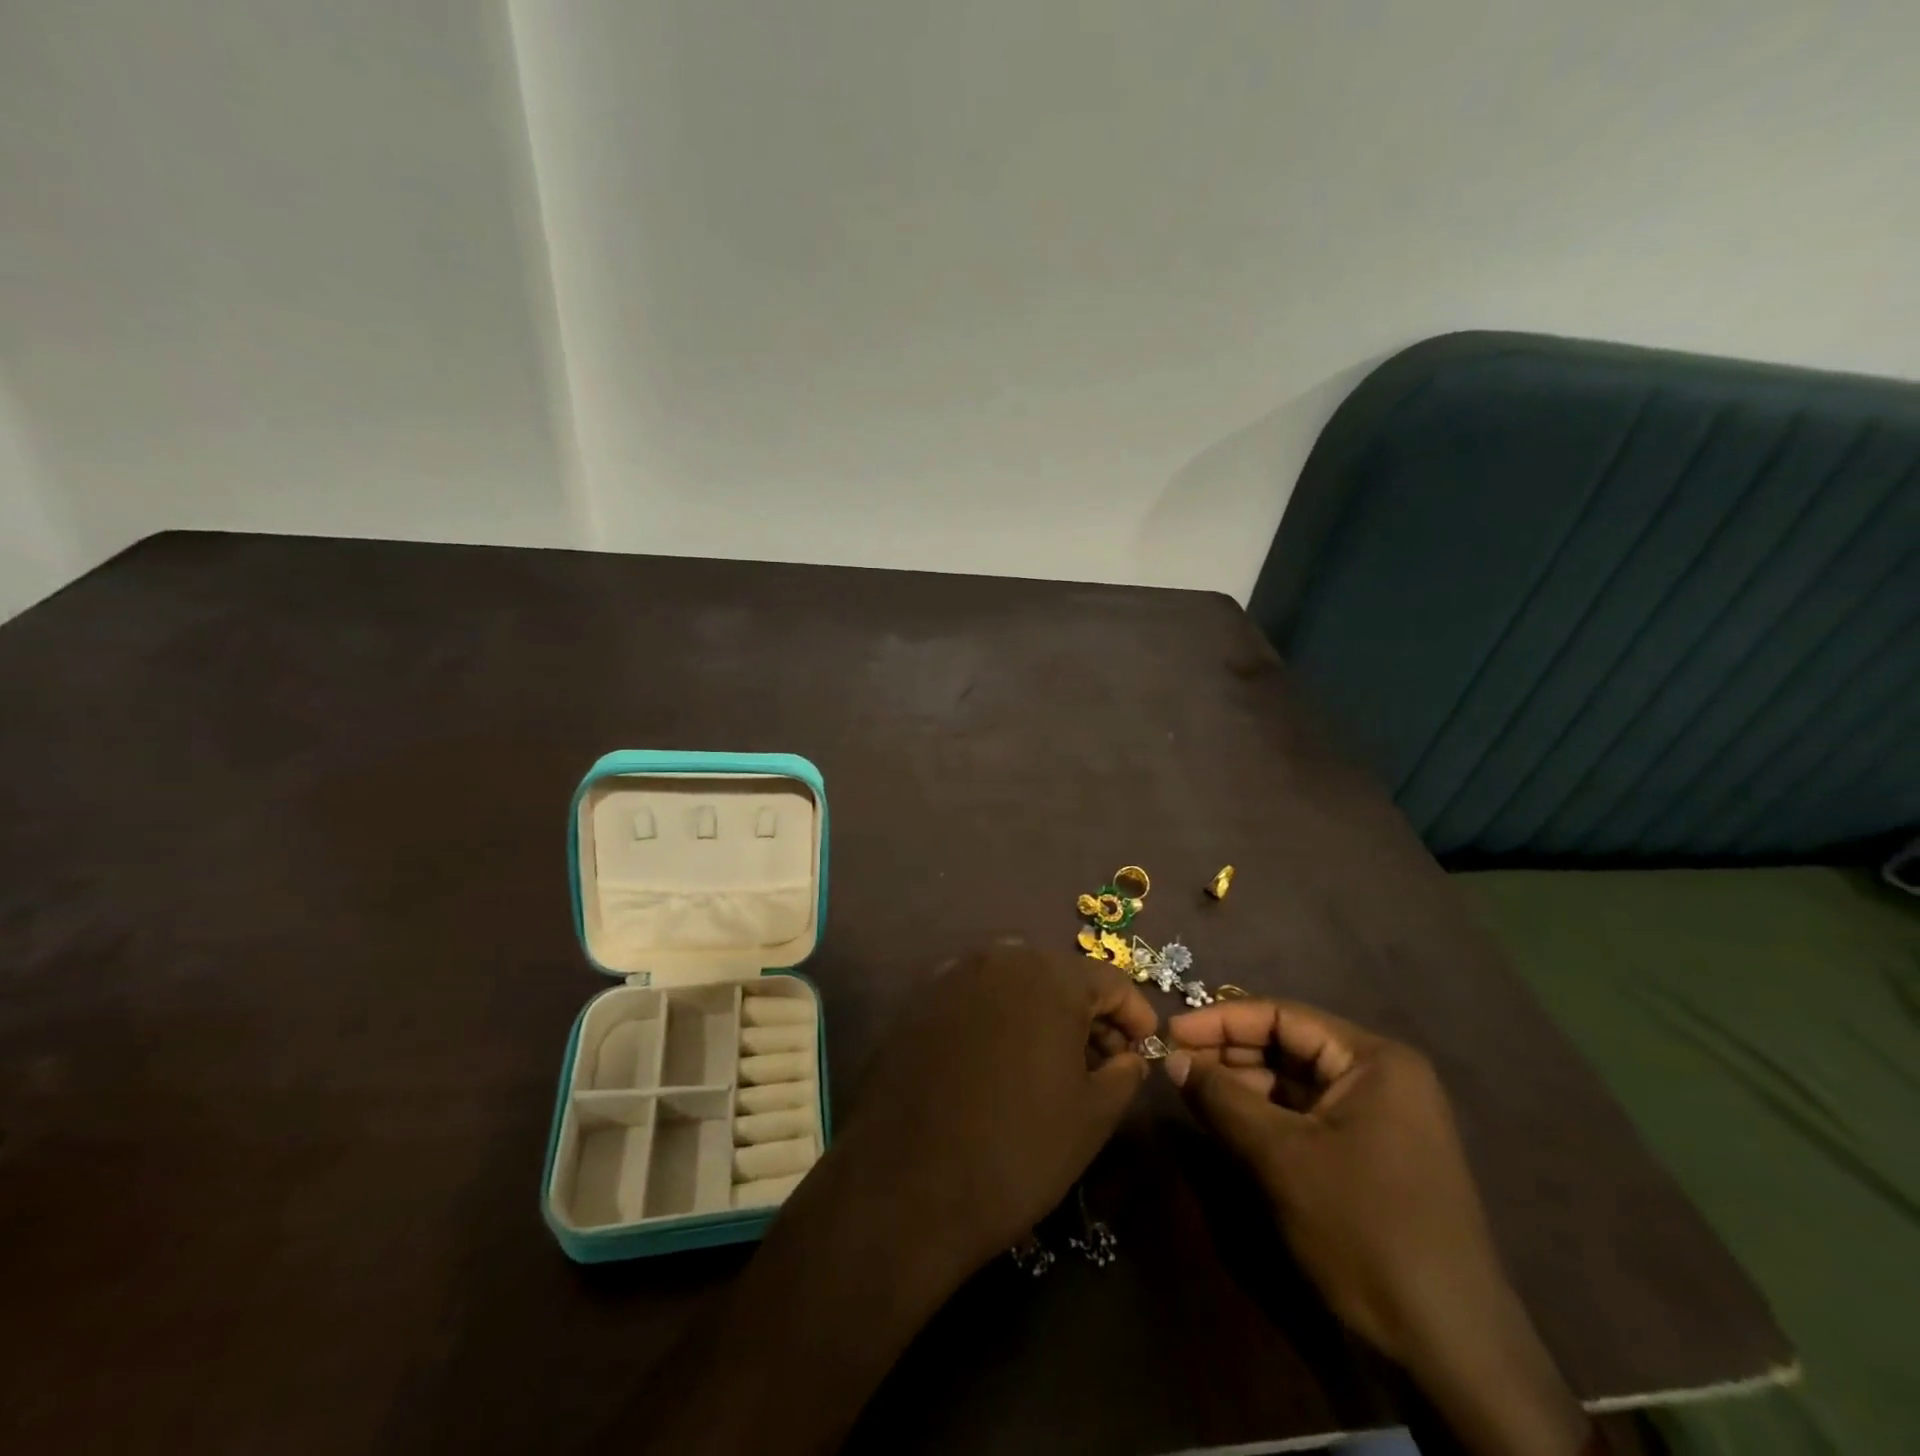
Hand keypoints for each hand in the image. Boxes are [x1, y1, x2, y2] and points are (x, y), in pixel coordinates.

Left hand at [830, 940, 1157, 1277]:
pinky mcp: (919, 1001)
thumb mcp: (1092, 1117)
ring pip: (1016, 985)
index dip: (1135, 1014)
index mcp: (1048, 975)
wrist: (905, 1185)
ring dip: (1043, 1016)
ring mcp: (952, 975)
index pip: (1109, 980)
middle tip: (1103, 1063)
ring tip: (1055, 1067)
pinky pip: (977, 999)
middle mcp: (999, 958)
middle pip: (1060, 977)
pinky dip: (1001, 1021)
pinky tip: (1002, 1065)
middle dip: (1088, 1015)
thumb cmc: (1016, 1149)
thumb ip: (1124, 1073)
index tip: (1146, 1050)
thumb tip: (1129, 1055)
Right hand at [1166, 999, 1592, 1455]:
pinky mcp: (1371, 1153)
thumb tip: (1171, 1057)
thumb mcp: (1280, 1157)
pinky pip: (1308, 1115)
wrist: (1451, 1348)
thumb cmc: (1364, 1229)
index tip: (1169, 1033)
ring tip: (1191, 1091)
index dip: (1220, 1020)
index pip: (1282, 1016)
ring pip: (1295, 1082)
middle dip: (1230, 1053)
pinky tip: (1228, 1122)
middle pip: (1289, 1045)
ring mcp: (1380, 1117)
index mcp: (1373, 1060)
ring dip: (1244, 1085)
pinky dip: (1267, 1115)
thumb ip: (1221, 1098)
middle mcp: (1381, 1076)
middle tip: (1174, 1064)